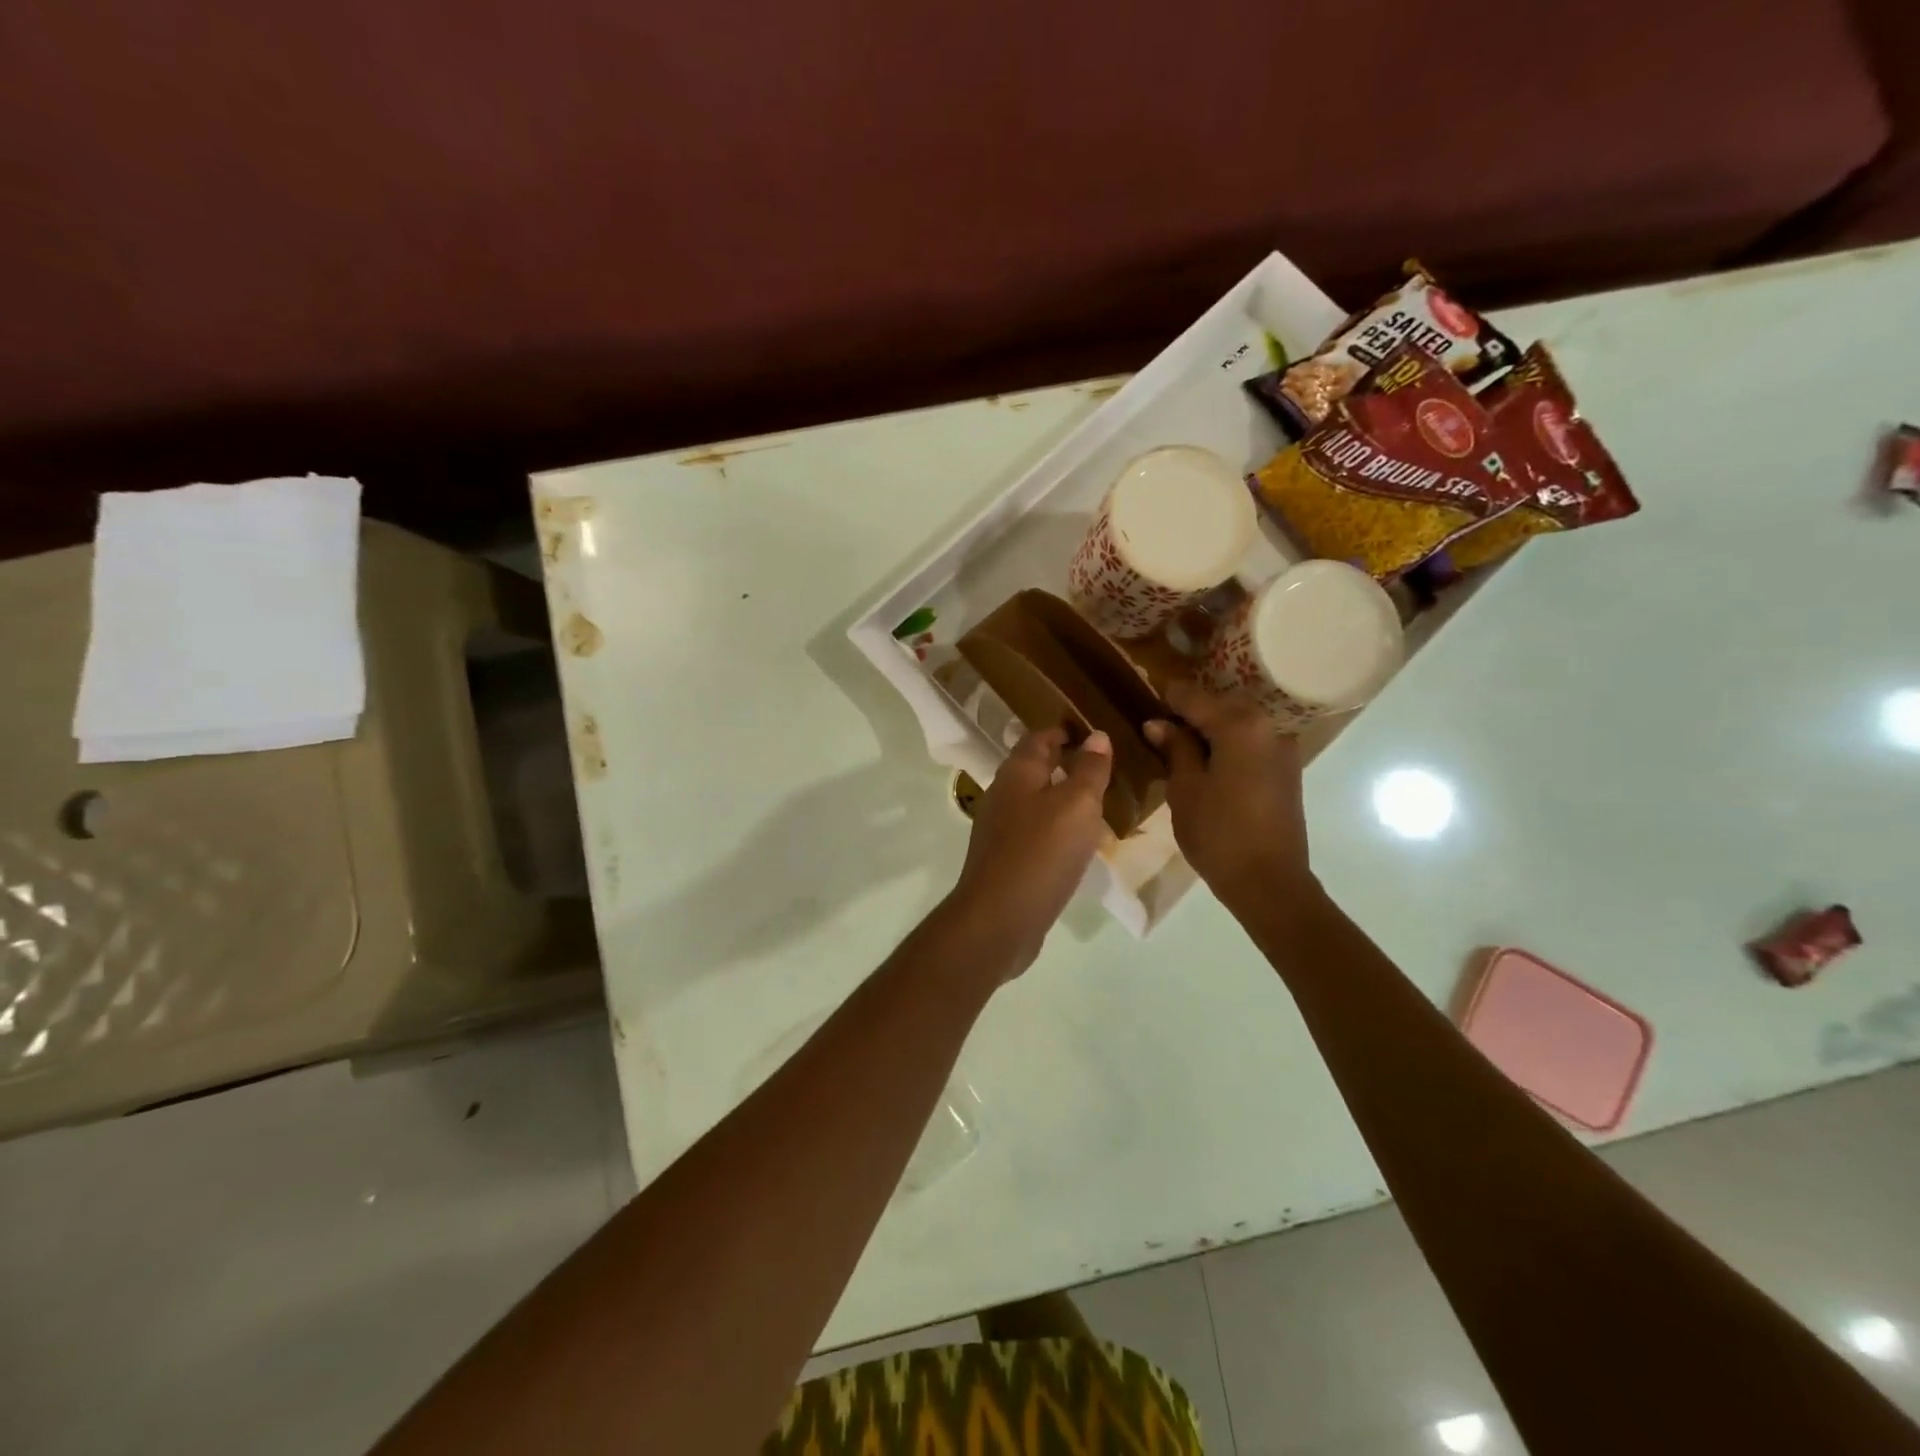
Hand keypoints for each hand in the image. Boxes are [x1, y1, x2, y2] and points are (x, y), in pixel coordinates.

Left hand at [948, 726, 1112, 975]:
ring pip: (1035, 801)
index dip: (1067, 731)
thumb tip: (1098, 736)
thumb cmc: (1040, 853)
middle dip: (1066, 764)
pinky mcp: (1005, 859)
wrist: (999, 919)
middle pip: (1035, 768)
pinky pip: (1035, 832)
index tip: (1097, 733)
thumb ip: (1089, 770)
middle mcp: (1003, 794)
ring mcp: (1000, 829)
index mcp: (1017, 773)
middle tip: (1105, 767)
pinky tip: (1077, 842)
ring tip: (1098, 802)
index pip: (1040, 737)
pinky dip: (1056, 828)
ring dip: (1062, 798)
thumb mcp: (1076, 805)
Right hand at [1144, 680, 1317, 914]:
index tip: (1145, 688)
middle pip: (1221, 705)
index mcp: (1240, 725)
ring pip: (1238, 723)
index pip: (1194, 697)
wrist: (1269, 882)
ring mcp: (1282, 748)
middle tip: (1158, 720)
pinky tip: (1206, 758)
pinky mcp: (1286, 769)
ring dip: (1210, 726)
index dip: (1167, 695)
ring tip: (1178, 741)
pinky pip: (1251, 742)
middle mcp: (1267, 726)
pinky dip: (1228, 742)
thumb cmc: (1218, 833)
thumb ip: (1175, 749)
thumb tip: (1158, 723)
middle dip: (1190, 709)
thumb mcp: (1185, 788)